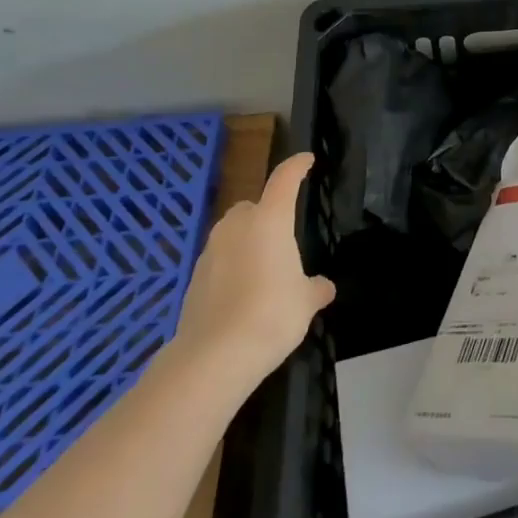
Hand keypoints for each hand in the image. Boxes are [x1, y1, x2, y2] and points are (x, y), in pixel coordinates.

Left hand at [169, 153, 335, 383]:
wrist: (213, 356)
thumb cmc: (271, 315)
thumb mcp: (305, 302)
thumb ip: (315, 289)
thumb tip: (324, 287)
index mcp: (270, 220)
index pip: (284, 179)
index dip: (296, 166)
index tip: (306, 160)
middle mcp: (237, 226)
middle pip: (252, 206)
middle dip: (265, 215)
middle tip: (281, 240)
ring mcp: (211, 250)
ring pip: (232, 234)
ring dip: (246, 243)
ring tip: (262, 273)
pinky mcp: (194, 277)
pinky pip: (219, 261)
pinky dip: (231, 268)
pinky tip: (241, 296)